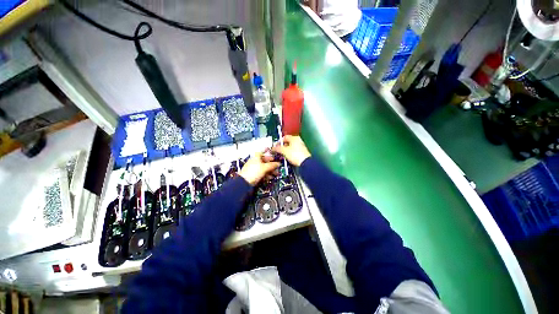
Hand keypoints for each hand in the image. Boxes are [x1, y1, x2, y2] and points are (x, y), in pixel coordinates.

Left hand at [239, 151, 280, 185]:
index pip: (263, 153)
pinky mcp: (254, 175)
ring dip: (270, 171)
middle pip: (265, 161)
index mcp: (256, 157)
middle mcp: (255, 162)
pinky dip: (266, 174)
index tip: (273, 155)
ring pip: (264, 168)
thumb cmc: (253, 172)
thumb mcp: (265, 167)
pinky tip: (270, 177)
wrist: (244, 182)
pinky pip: (262, 173)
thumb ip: (272, 165)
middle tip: (277, 167)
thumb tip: (278, 163)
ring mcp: (254, 168)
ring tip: (275, 174)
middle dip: (271, 165)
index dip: (268, 153)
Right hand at [272, 135, 310, 166]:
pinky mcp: (302, 152)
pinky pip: (294, 151)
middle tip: (278, 151)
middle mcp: (298, 141)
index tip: (275, 146)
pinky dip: (290, 154)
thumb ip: (278, 148)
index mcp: (294, 138)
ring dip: (285, 151)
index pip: (284, 137)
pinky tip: (287, 158)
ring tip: (282, 155)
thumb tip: (274, 148)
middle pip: (287, 142)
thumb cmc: (296, 155)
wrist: (305, 163)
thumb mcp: (284, 151)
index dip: (279, 142)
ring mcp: (301, 147)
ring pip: (290, 147)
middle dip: (282, 147)